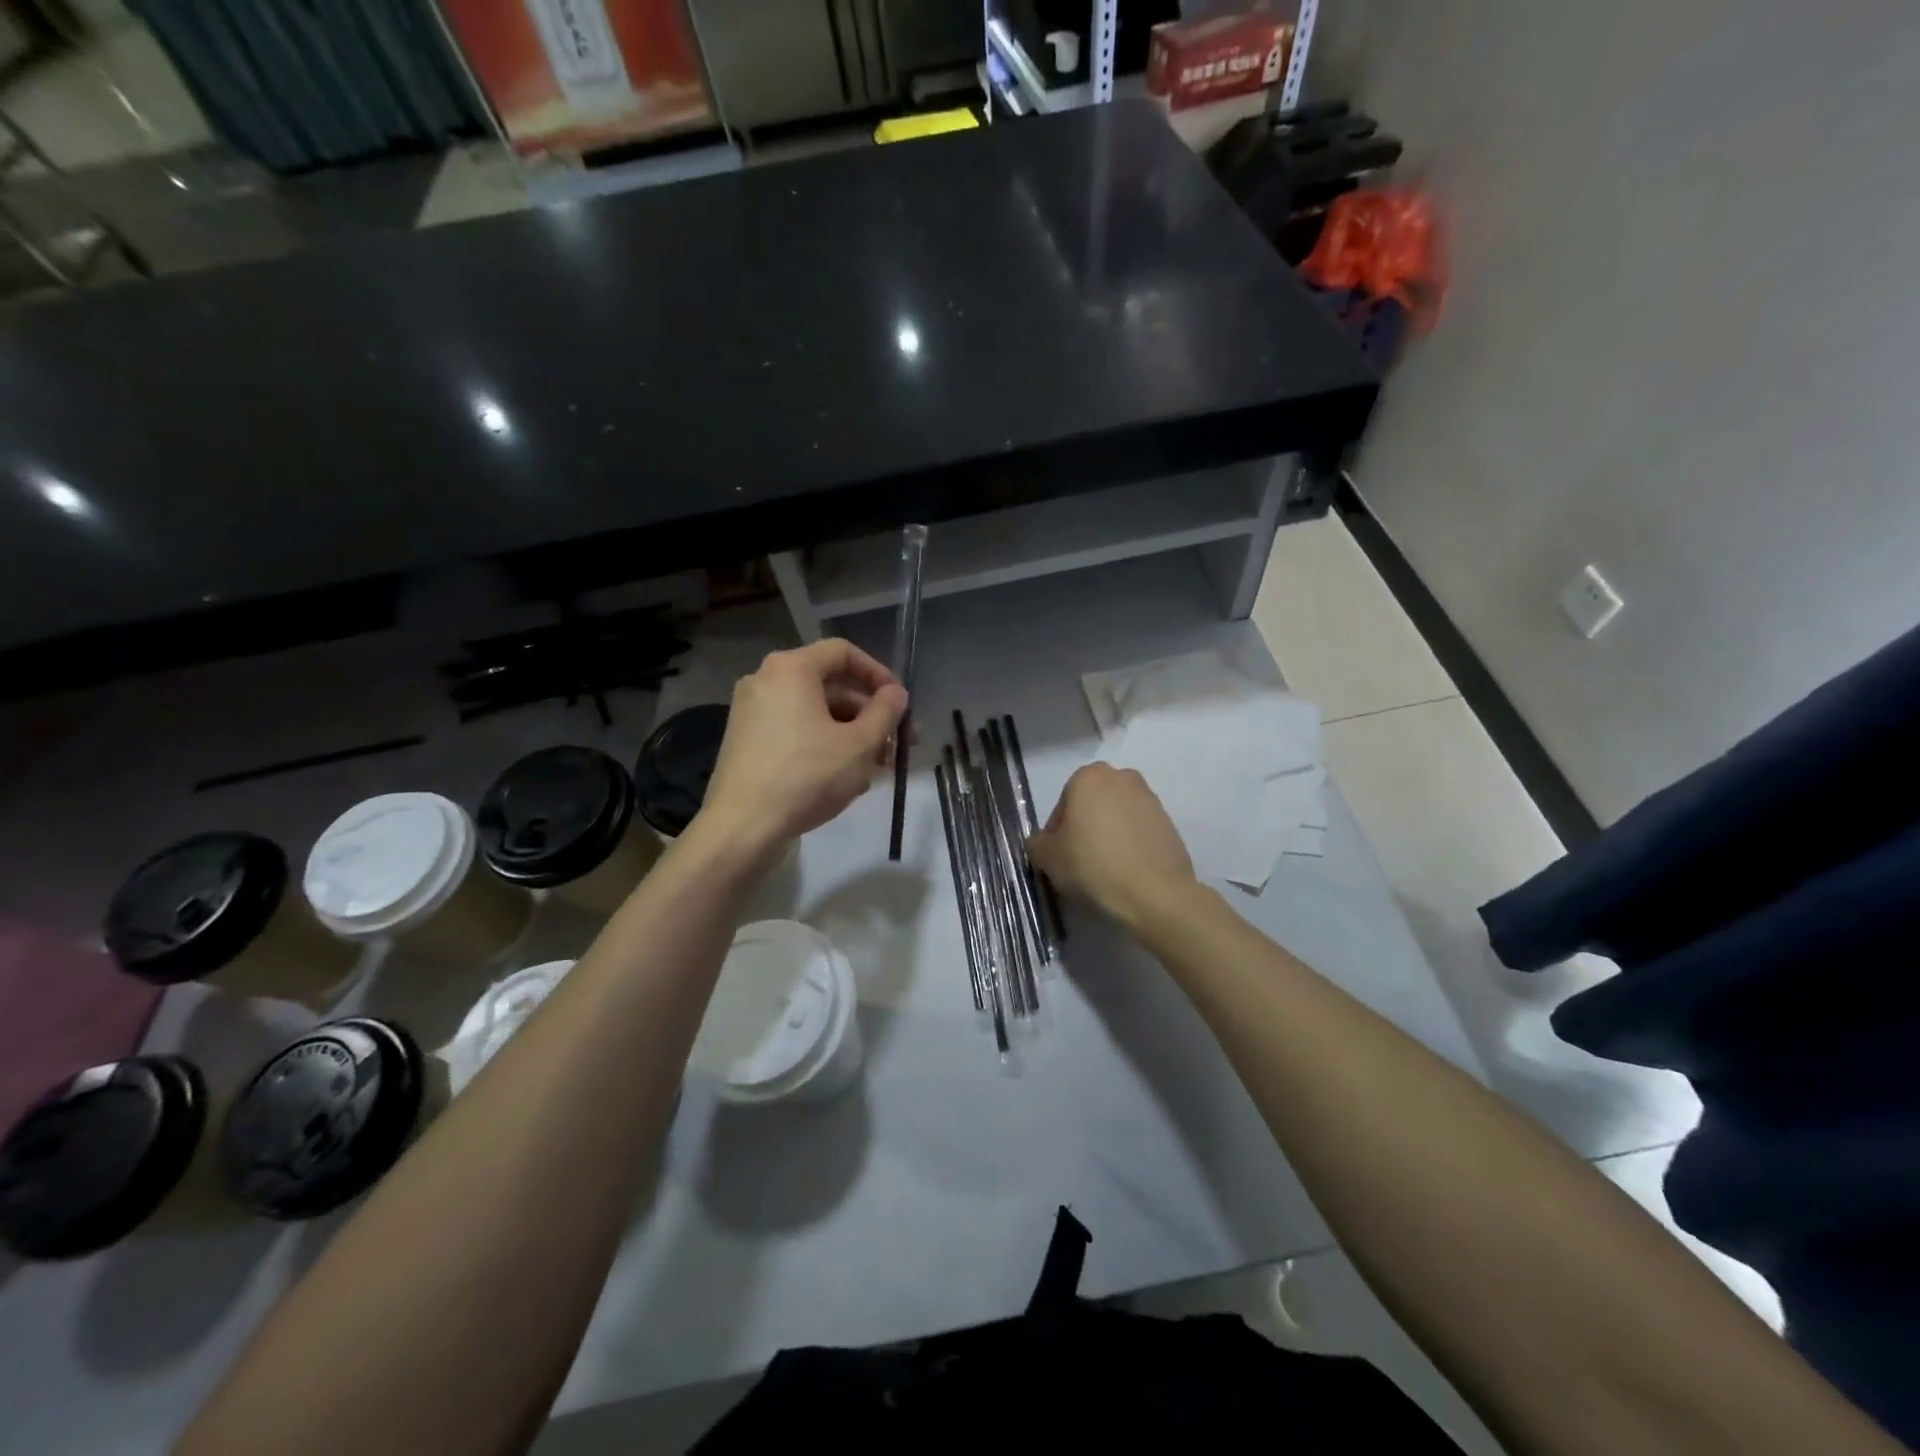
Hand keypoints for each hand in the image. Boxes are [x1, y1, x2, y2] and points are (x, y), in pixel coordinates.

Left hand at [696, 639, 907, 855]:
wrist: (742, 826)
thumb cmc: (807, 776)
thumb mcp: (860, 745)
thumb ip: (885, 712)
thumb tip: (896, 694)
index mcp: (791, 669)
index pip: (843, 652)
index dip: (879, 674)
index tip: (900, 703)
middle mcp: (766, 680)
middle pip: (830, 685)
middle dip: (869, 714)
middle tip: (899, 743)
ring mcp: (751, 711)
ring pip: (814, 712)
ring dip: (851, 733)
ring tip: (878, 767)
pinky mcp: (746, 740)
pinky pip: (794, 729)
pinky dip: (823, 744)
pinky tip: (845, 777)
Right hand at [1027, 763, 1195, 928]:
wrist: (1155, 893)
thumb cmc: (1092, 865)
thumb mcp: (1047, 857)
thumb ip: (1037, 842)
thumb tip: (1042, 842)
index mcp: (1089, 776)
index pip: (1063, 805)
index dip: (1057, 833)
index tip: (1060, 857)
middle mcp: (1122, 778)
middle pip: (1092, 806)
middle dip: (1085, 828)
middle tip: (1080, 861)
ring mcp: (1151, 799)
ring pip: (1117, 817)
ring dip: (1108, 836)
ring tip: (1105, 870)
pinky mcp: (1170, 823)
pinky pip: (1139, 832)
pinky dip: (1131, 846)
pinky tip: (1126, 872)